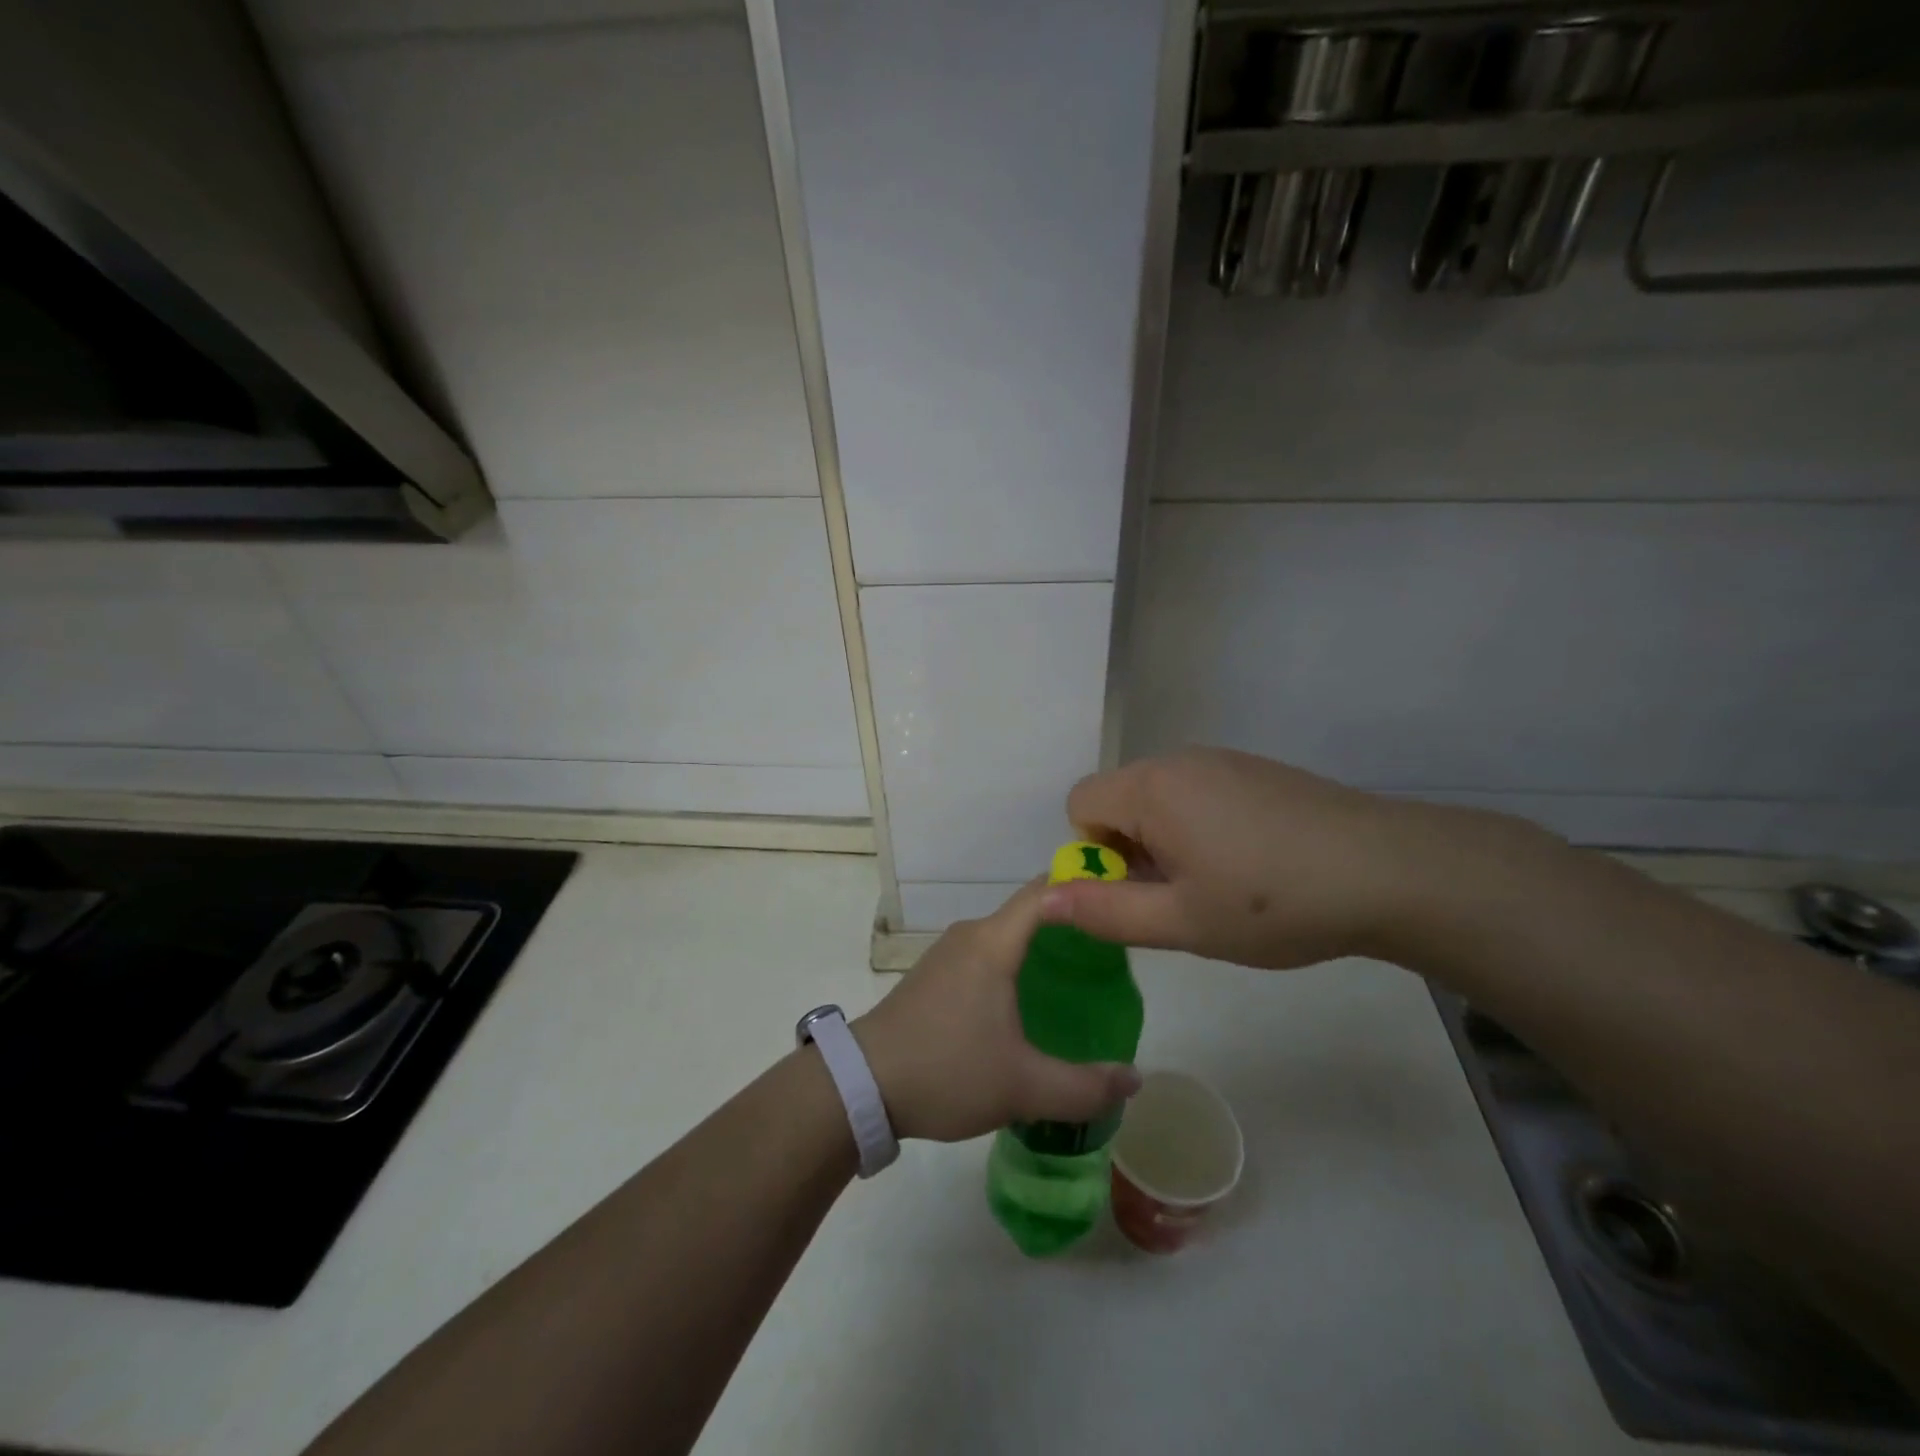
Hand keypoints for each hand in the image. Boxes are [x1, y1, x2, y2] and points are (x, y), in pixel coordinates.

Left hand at [852, 882, 1141, 1141]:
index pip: (1045, 892)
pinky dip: (1016, 965)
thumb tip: (1135, 1078)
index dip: (1083, 888)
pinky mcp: (934, 976)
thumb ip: (1084, 1087)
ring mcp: (947, 954)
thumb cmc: (946, 1070)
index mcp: (993, 943)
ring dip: (1042, 949)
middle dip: (1071, 927)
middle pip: (1030, 913)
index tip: (1120, 901)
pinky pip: (986, 955)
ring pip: (1007, 937)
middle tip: (1114, 956)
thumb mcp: (1023, 1087)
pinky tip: (1030, 1003)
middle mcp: (970, 935)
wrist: (859, 1085)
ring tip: (1081, 980)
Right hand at [1041, 747, 1501, 969]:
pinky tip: (1251, 864)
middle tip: (1180, 898)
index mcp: (1151, 788)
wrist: (1390, 871)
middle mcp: (1179, 761)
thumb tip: (1045, 901)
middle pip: (1120, 800)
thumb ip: (1104, 912)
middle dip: (1130, 850)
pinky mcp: (1255, 771)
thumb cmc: (1273, 902)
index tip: (1139, 891)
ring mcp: (1222, 761)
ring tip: (1219, 886)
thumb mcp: (1181, 922)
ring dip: (1167, 842)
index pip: (1080, 804)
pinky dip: (1201, 828)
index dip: (1094, 853)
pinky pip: (1199, 794)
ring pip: (1161, 800)